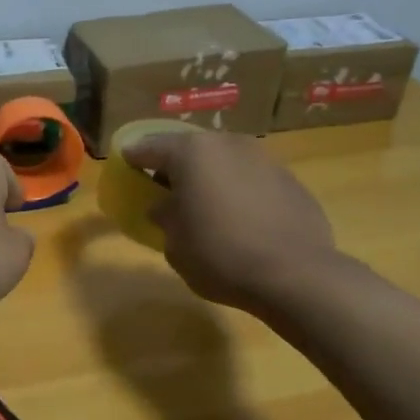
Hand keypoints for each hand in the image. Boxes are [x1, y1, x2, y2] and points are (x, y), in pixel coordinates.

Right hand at [122, 130, 337, 312]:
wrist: (294, 275)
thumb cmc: (219, 256)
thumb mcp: (174, 243)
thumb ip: (165, 217)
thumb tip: (166, 207)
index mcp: (193, 154)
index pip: (150, 147)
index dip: (134, 157)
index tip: (125, 164)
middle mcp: (230, 145)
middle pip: (192, 149)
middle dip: (176, 166)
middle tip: (164, 188)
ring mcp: (265, 160)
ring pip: (226, 162)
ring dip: (212, 178)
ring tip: (204, 204)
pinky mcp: (292, 182)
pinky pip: (253, 181)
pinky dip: (240, 192)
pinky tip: (239, 220)